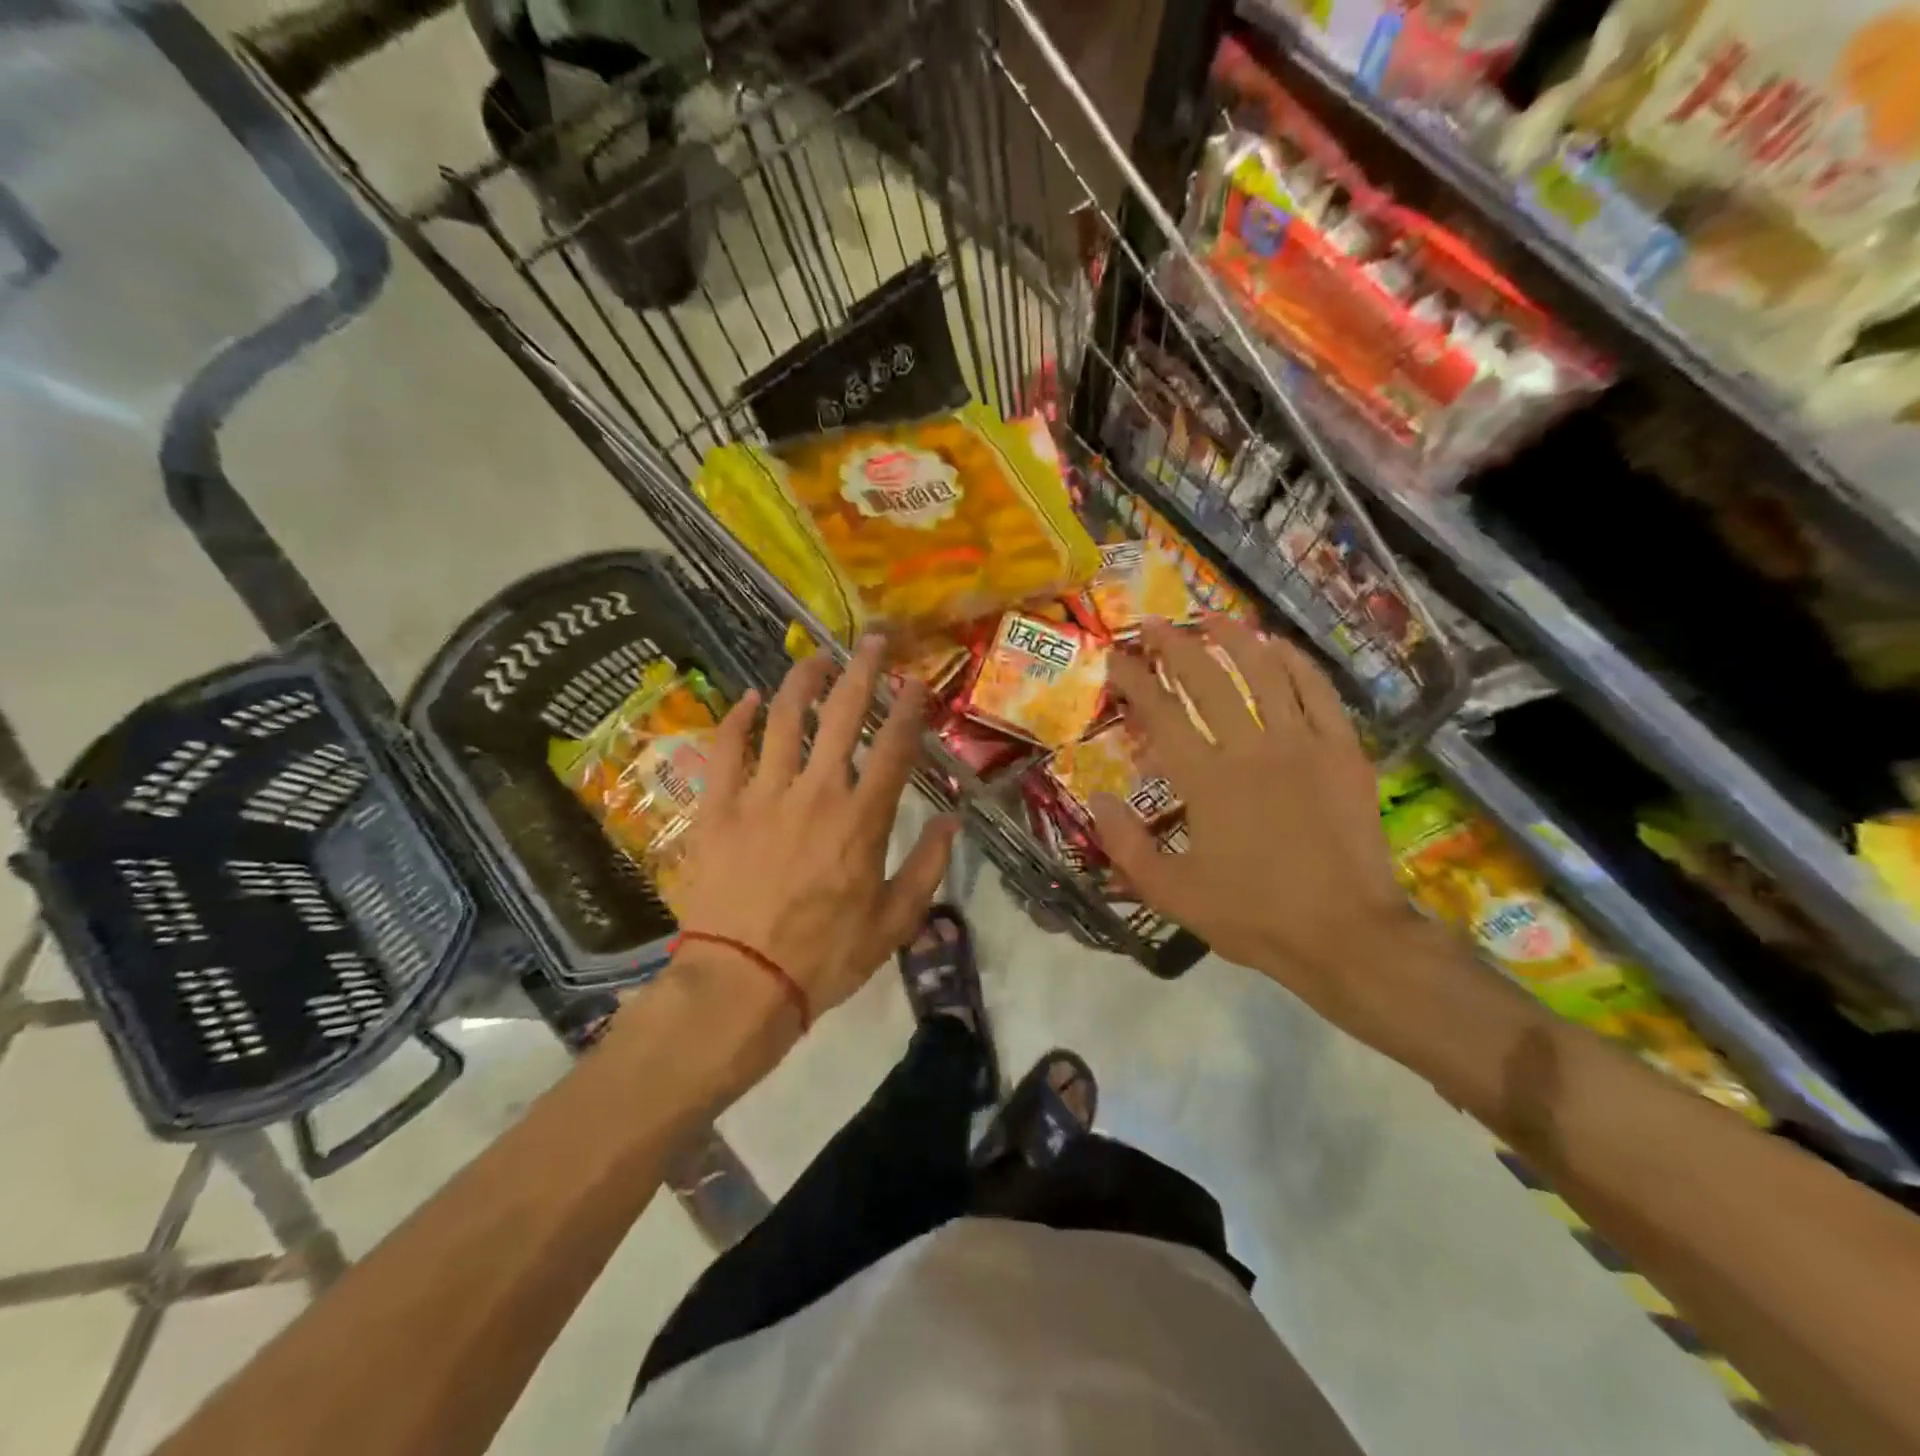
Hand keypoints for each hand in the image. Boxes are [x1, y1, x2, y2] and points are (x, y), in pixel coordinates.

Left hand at [666, 636, 958, 1028]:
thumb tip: (954, 821)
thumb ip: (928, 866)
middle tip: (873, 641)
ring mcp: (761, 795)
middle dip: (863, 671)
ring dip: (804, 681)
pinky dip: (738, 718)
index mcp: (862, 818)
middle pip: (842, 715)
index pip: (894, 747)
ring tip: (817, 658)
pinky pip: (725, 749)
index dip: (909, 708)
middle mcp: (815, 792)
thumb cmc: (825, 956)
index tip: (917, 681)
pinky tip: (750, 697)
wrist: (741, 983)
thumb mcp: (895, 921)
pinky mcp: (718, 808)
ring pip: (784, 719)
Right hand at [1091, 619, 1419, 1032]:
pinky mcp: (1343, 751)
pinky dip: (1295, 662)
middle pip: (1207, 680)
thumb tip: (1098, 800)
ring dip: (1234, 639)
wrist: (1346, 935)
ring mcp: (1303, 745)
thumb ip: (1126, 846)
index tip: (1116, 657)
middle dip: (1175, 646)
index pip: (1161, 714)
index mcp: (1206, 780)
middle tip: (1154, 624)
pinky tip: (1277, 646)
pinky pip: (1318, 692)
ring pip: (1264, 672)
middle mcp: (1251, 749)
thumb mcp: (1171, 893)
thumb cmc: (1253, 916)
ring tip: (1212, 618)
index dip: (1134, 680)